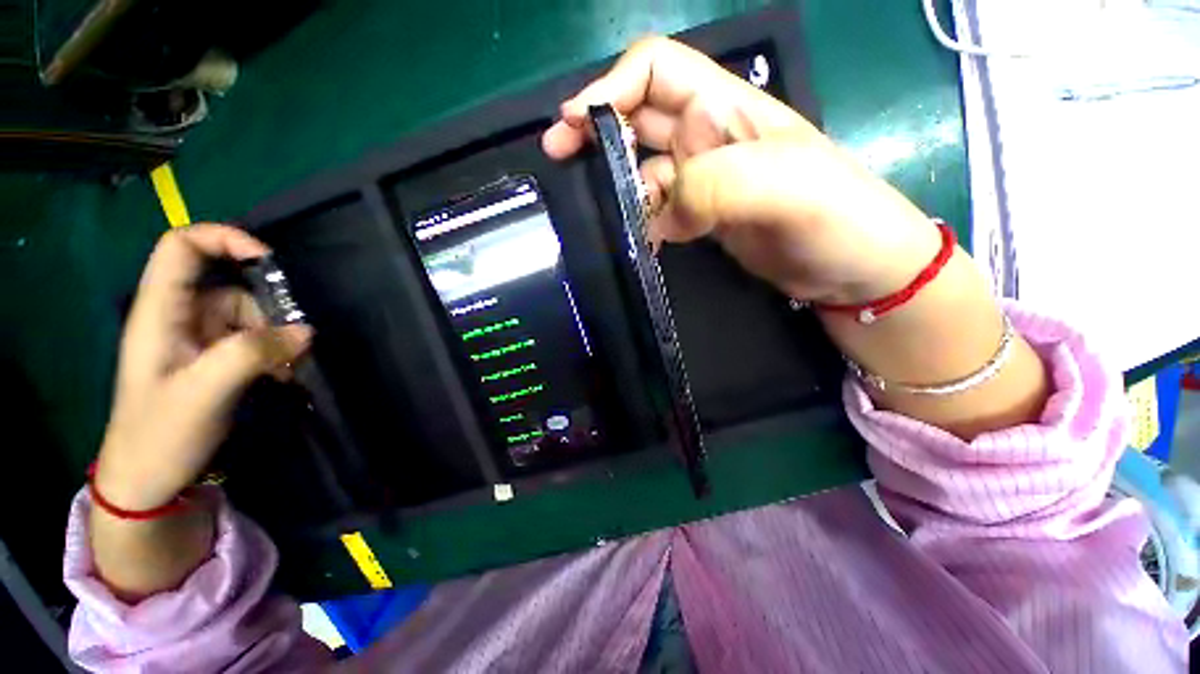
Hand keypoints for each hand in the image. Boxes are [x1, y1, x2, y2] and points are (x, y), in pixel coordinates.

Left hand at [94, 225, 311, 512]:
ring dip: (275, 335)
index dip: (224, 239)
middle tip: (292, 340)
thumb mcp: (204, 392)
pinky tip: (283, 374)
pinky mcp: (213, 358)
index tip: (269, 261)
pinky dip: (273, 351)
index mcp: (159, 311)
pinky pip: (252, 339)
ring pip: (247, 315)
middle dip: (267, 307)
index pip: (182, 247)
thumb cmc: (161, 434)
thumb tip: (305, 331)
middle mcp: (178, 316)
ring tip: (289, 366)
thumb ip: (253, 353)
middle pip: (228, 285)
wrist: (149, 479)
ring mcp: (196, 338)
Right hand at [542, 37, 939, 304]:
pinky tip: (637, 237)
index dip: (614, 88)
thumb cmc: (838, 218)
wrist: (854, 271)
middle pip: (641, 117)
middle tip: (559, 155)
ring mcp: (705, 181)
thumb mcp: (787, 188)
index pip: (657, 70)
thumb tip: (663, 210)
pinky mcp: (703, 217)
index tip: (577, 123)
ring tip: (598, 209)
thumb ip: (718, 185)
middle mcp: (710, 138)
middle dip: (598, 129)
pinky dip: (641, 219)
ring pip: (644, 168)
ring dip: (617, 183)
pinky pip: (659, 209)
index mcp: (728, 110)